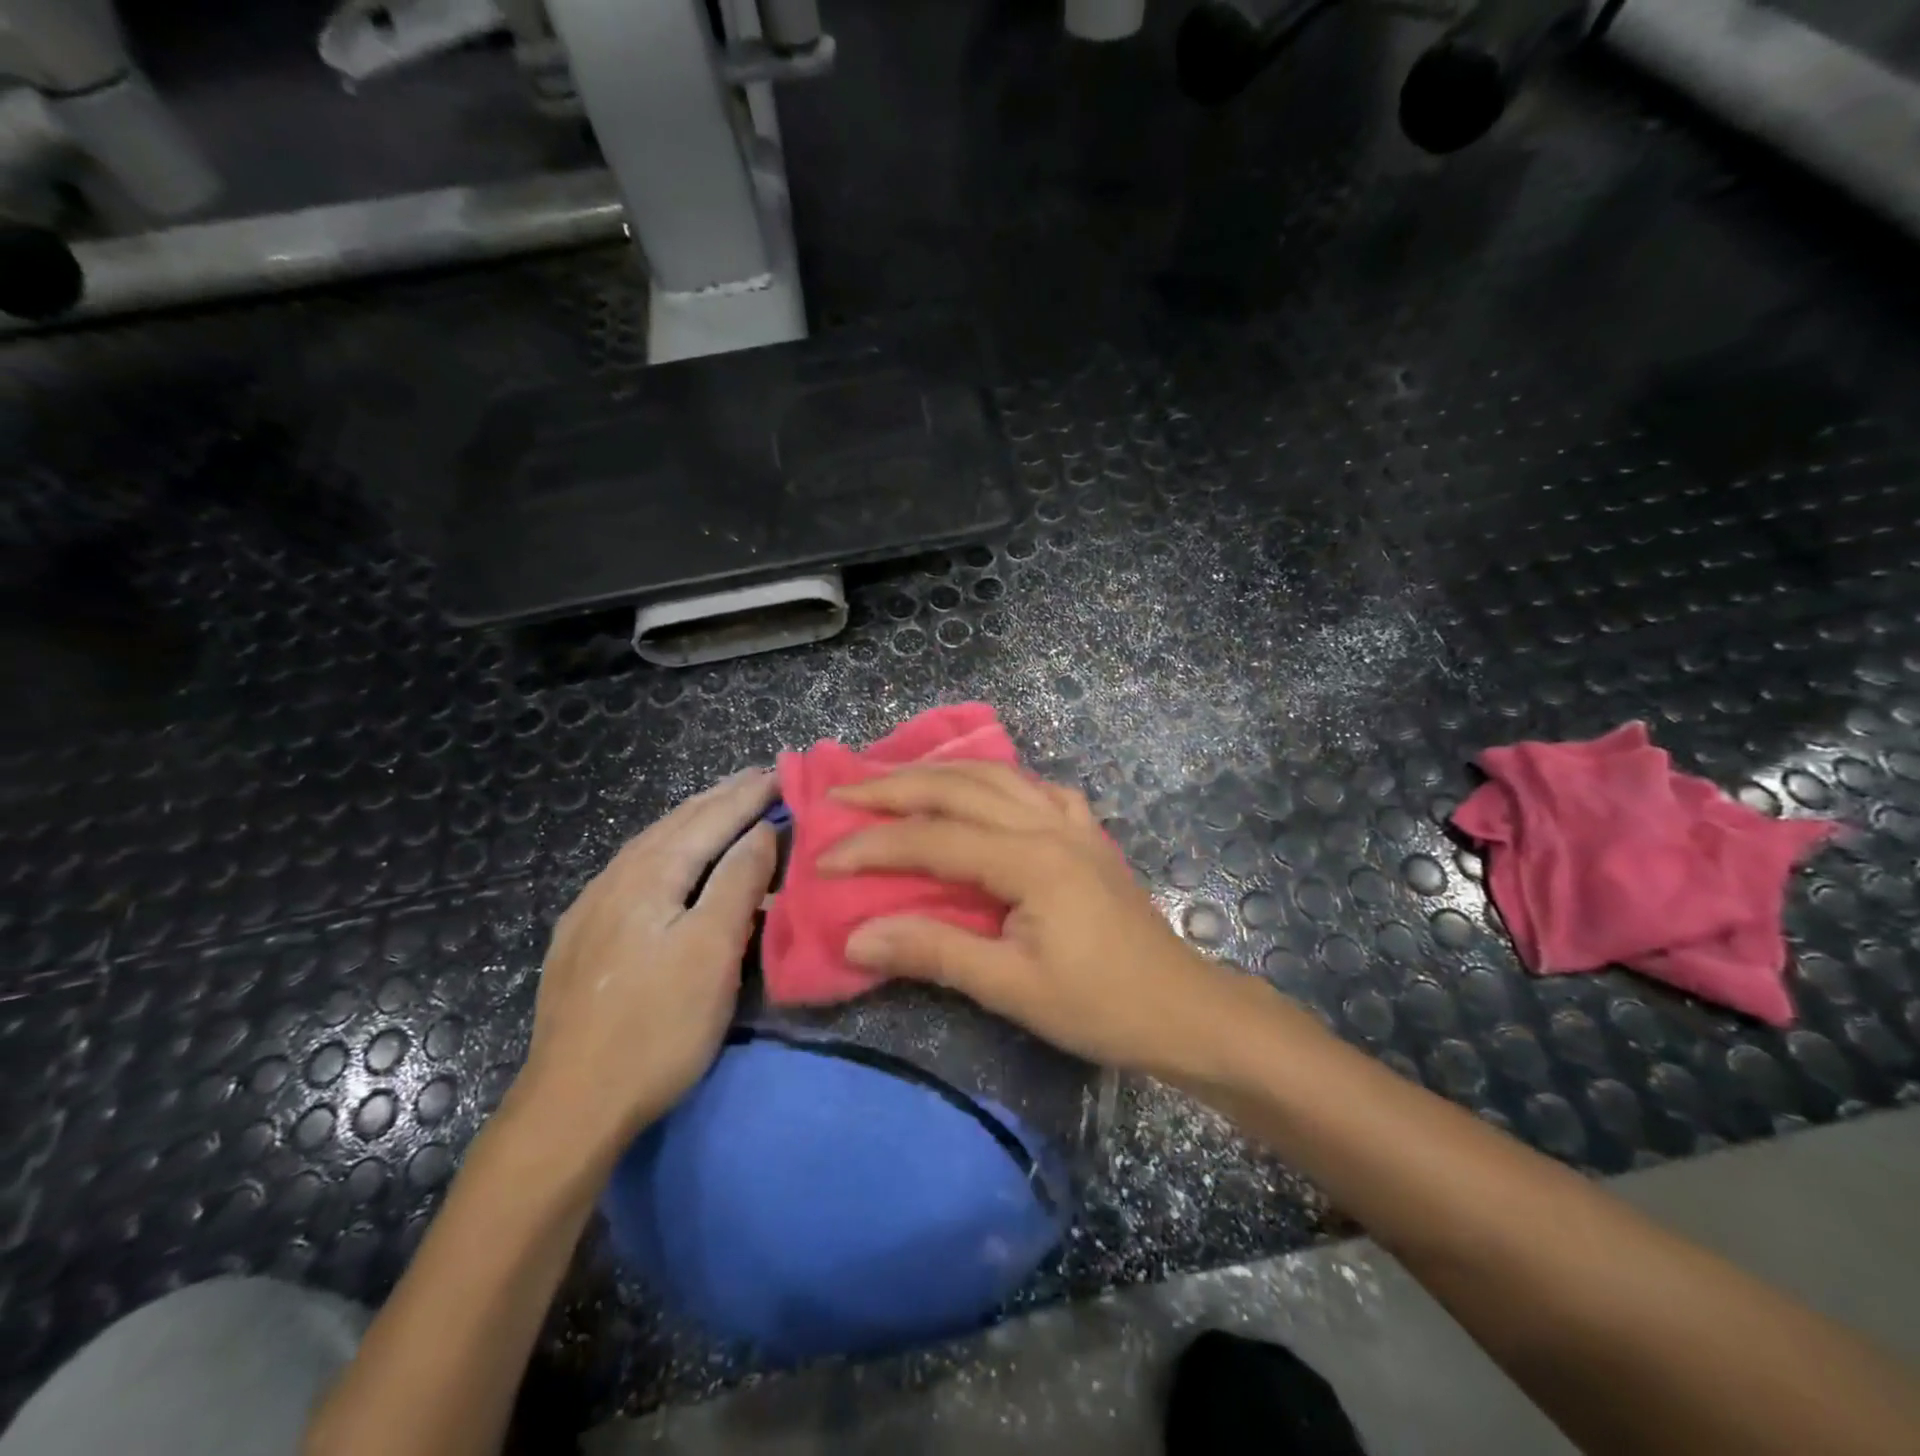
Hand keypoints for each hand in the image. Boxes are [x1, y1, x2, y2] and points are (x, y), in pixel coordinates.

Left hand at [515, 769, 778, 1158]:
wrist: (570, 1106)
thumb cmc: (657, 1026)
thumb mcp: (713, 950)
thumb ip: (738, 882)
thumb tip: (763, 830)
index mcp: (651, 875)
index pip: (711, 820)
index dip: (749, 795)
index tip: (783, 770)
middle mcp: (616, 879)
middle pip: (677, 824)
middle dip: (720, 798)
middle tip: (757, 776)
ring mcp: (592, 909)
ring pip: (651, 845)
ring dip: (692, 820)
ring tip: (720, 805)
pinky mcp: (582, 939)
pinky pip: (634, 871)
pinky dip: (666, 849)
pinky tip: (667, 859)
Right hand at [821, 762, 1284, 1082]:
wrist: (1183, 1010)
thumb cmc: (1099, 1006)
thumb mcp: (1011, 988)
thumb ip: (934, 952)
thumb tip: (857, 935)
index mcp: (1030, 859)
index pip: (934, 839)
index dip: (874, 847)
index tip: (824, 857)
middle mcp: (1049, 824)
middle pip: (960, 788)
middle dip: (895, 788)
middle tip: (843, 794)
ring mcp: (1073, 822)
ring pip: (997, 776)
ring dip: (941, 773)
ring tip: (895, 779)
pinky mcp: (1087, 834)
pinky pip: (1035, 789)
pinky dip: (996, 781)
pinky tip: (984, 792)